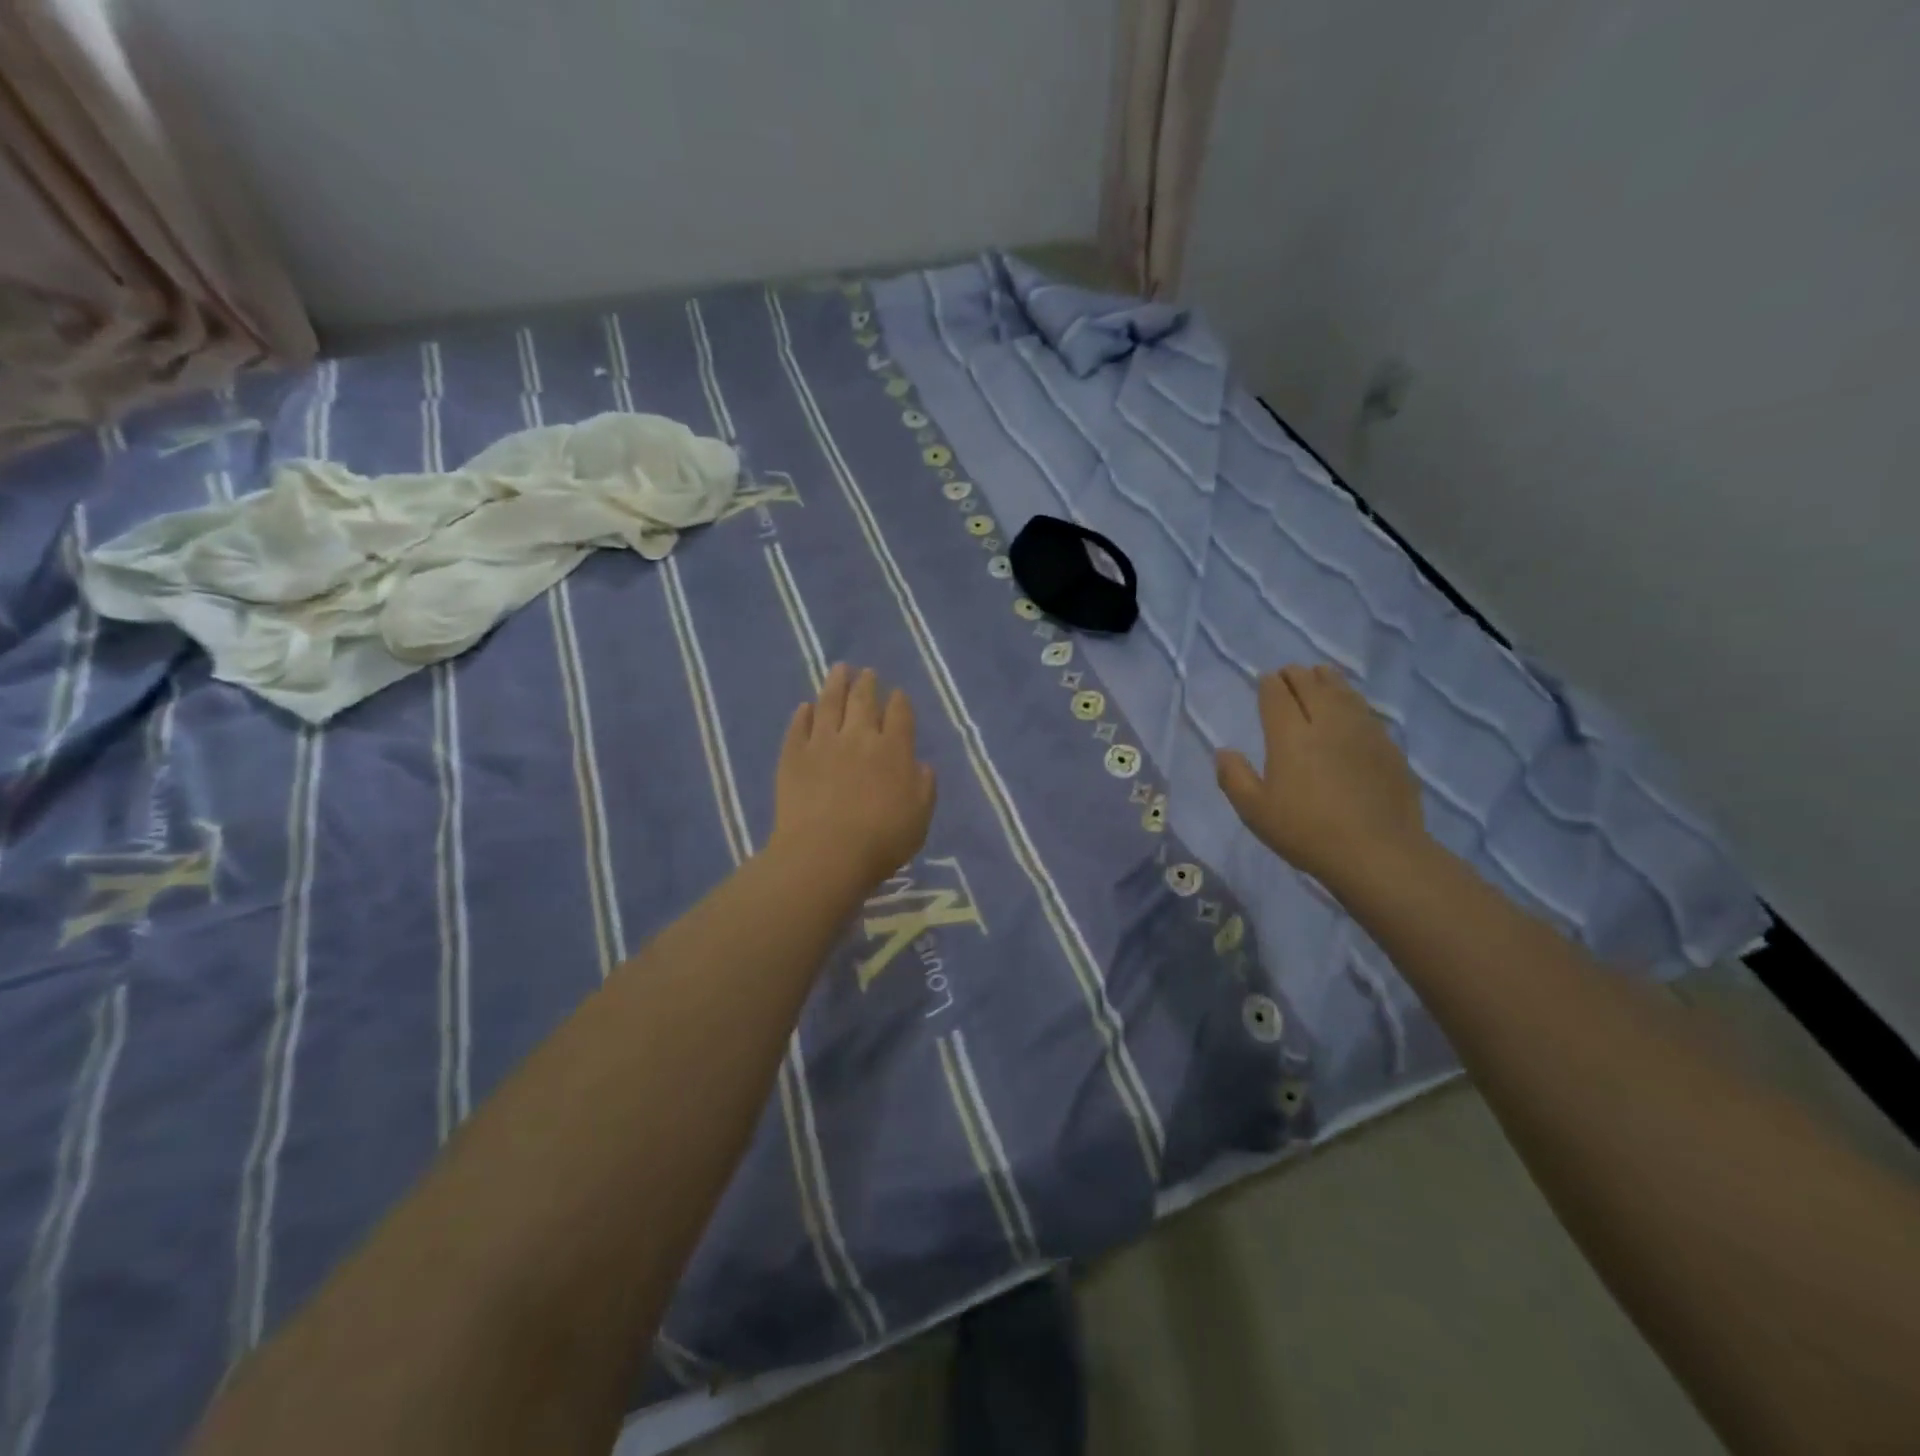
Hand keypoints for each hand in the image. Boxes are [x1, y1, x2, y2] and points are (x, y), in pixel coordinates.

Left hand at [770, 664, 936, 891]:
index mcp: (894, 750)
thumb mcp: (919, 818)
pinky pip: (799, 726)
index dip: (899, 700)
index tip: (897, 693)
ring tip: (839, 669)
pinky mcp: (793, 755)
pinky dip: (803, 714)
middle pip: (864, 700)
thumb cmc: (881, 841)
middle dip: (867, 683)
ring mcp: (823, 742)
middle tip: (867, 672)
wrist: (825, 853)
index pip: (900, 714)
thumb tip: (920, 765)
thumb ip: (924, 787)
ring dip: (835, 684)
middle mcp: (859, 737)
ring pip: (830, 703)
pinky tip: (805, 707)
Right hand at [1215, 664, 1427, 891]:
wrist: (1377, 853)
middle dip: (1296, 675)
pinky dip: (1352, 701)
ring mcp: (1363, 732)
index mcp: (1290, 735)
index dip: (1269, 684)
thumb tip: (1223, 752)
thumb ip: (1234, 777)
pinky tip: (1351, 709)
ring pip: (1343, 692)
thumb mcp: (1255, 811)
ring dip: (1327, 680)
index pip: (1277, 695)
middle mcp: (1327, 723)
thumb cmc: (1306, 832)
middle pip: (1311, 685)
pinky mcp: (1388, 747)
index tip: (1265, 680)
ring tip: (1320, 675)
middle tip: (1288, 674)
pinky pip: (1366, 711)